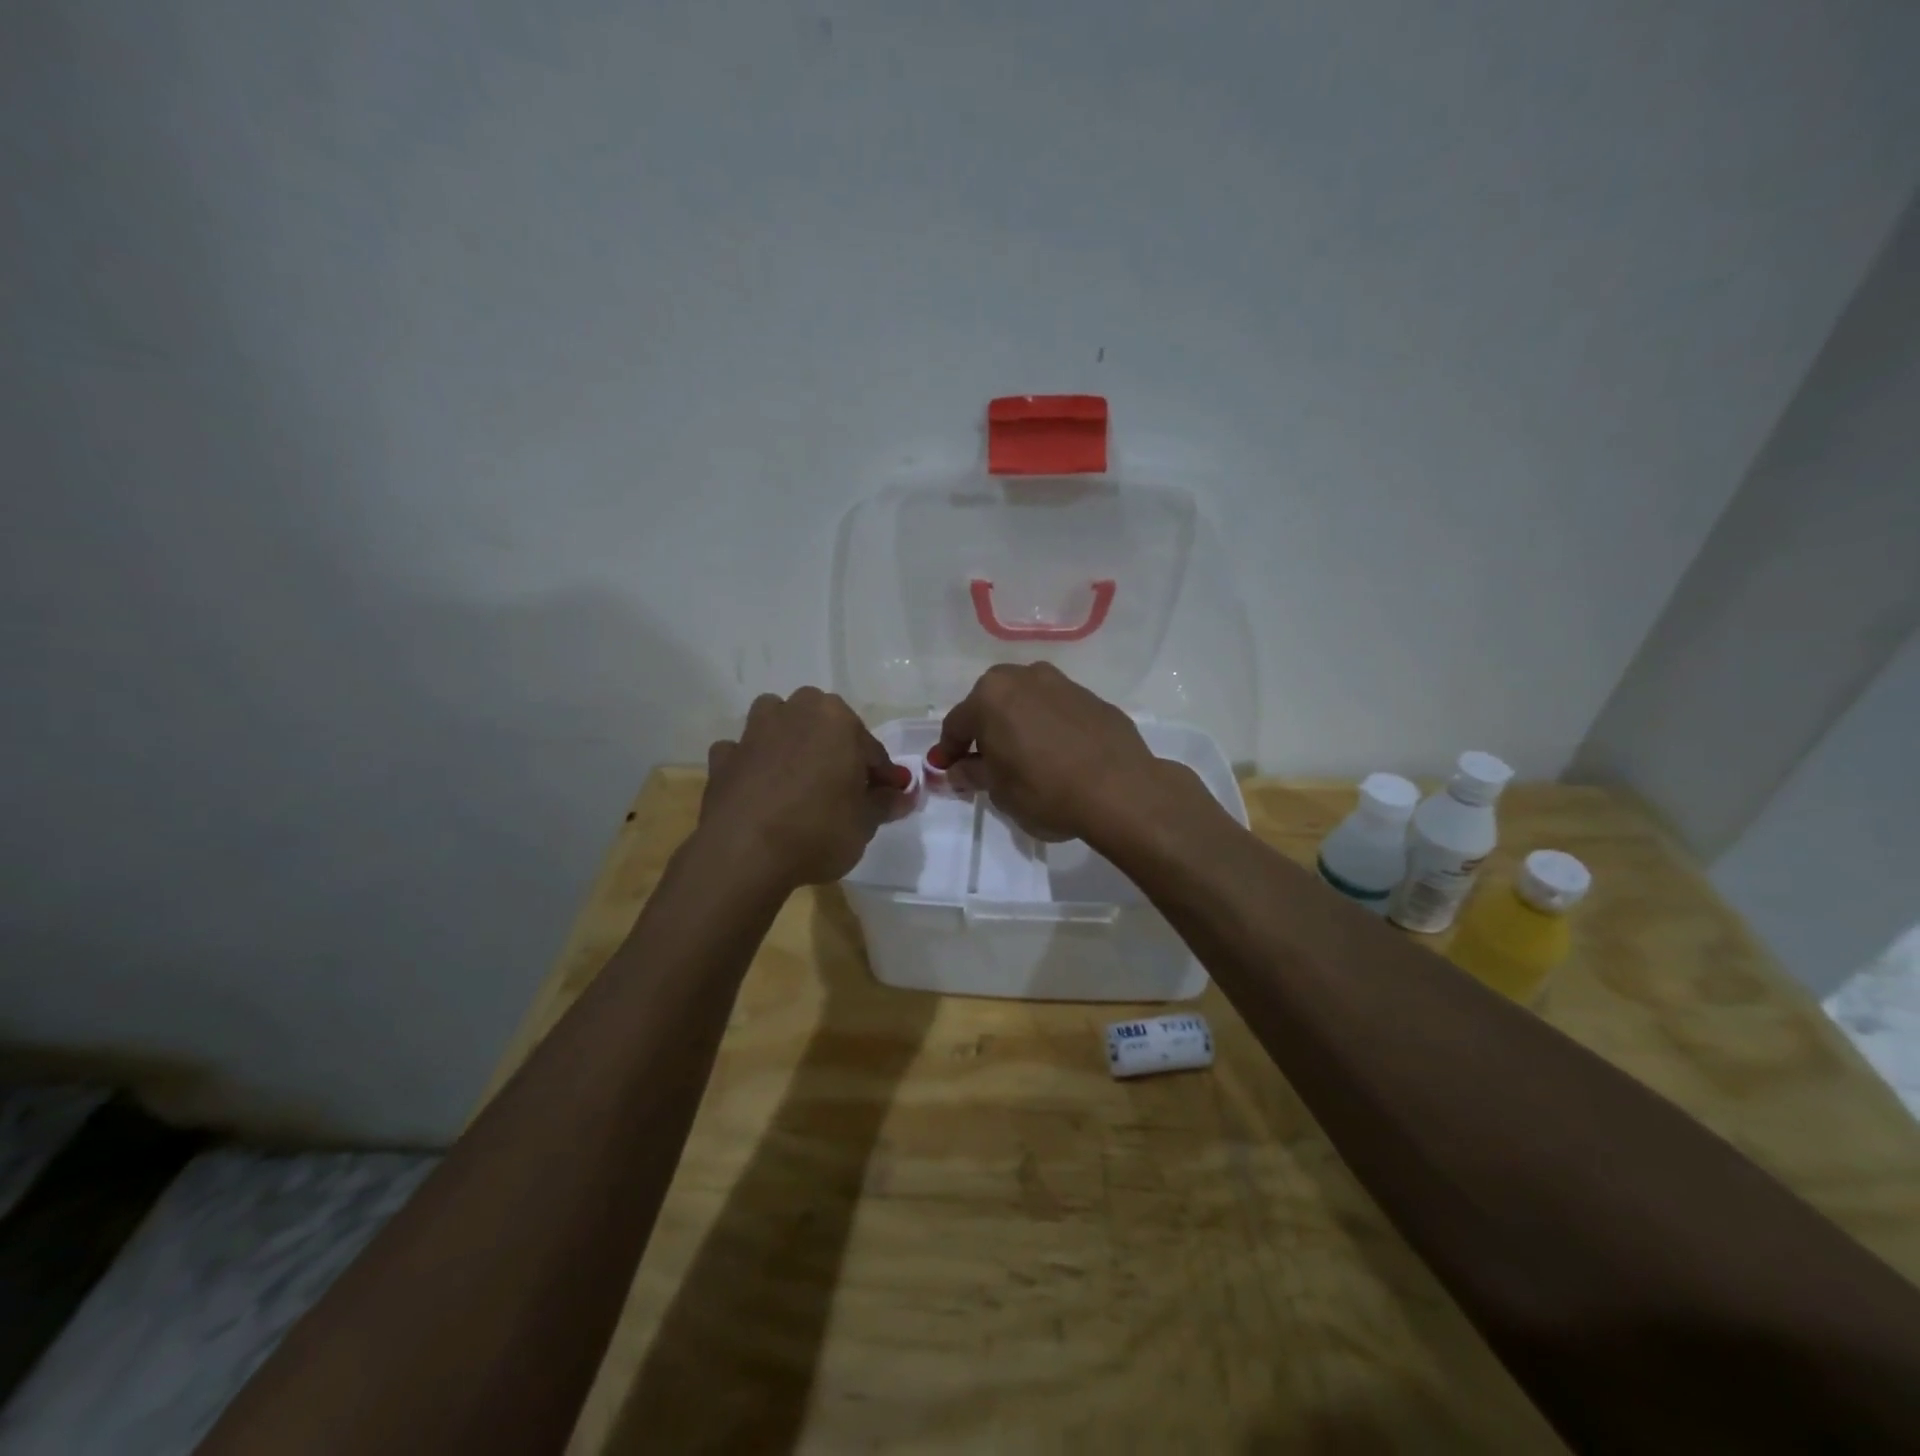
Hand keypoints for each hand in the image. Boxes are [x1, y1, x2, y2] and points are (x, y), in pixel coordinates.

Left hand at [700, 688, 908, 888]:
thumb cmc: (818, 829)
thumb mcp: (865, 822)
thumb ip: (885, 803)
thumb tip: (903, 796)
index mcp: (836, 718)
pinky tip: (759, 788)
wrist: (744, 853)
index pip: (870, 747)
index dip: (881, 774)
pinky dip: (752, 764)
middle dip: (835, 748)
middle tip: (844, 787)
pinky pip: (743, 753)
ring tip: (799, 777)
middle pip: (823, 724)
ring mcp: (753, 732)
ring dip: (789, 741)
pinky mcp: (723, 758)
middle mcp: (794, 712)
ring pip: (778, 724)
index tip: (888, 797)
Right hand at [926, 663, 1173, 842]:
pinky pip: (1057, 712)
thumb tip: (959, 770)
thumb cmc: (1045, 790)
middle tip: (984, 762)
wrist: (1120, 790)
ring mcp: (1063, 684)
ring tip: (1024, 757)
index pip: (957, 724)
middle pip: (991, 704)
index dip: (948, 751)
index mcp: (991, 696)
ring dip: (1018, 725)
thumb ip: (973, 774)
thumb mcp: (998, 791)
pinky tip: (1057, 755)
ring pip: (1026, 703)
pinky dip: (1049, 728)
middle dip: (984, 731)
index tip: (945, 771)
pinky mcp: (1093, 699)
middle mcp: (1024, 677)